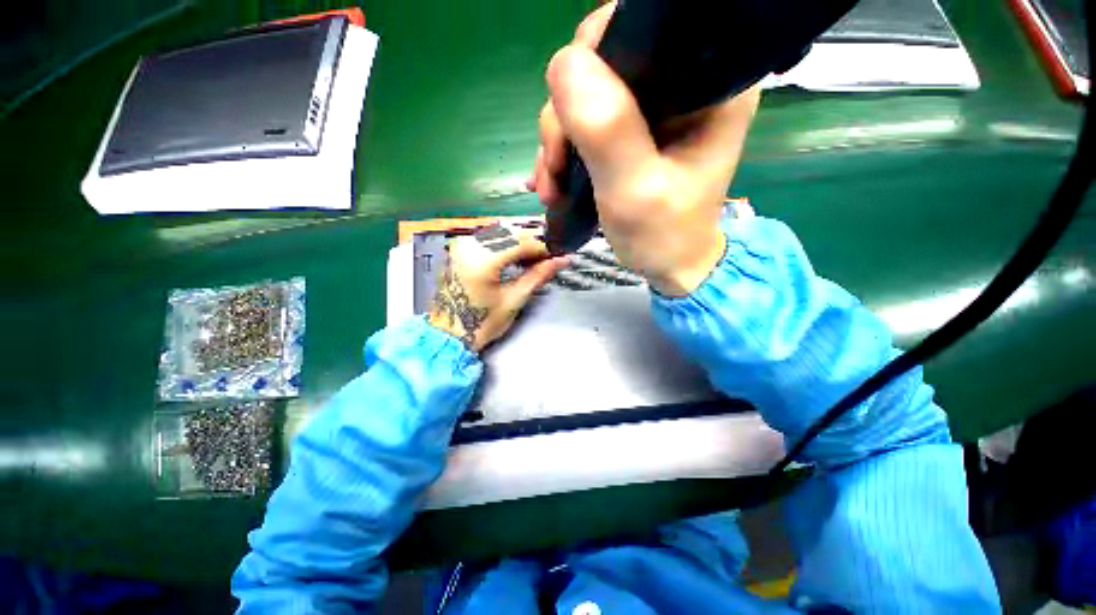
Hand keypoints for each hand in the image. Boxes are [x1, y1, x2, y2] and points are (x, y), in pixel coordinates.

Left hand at [427, 227, 568, 352]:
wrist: (448, 333)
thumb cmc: (481, 323)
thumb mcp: (513, 300)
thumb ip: (537, 276)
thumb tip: (560, 261)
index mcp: (482, 260)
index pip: (521, 242)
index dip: (543, 247)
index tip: (558, 255)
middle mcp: (469, 245)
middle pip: (511, 232)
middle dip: (533, 243)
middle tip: (548, 258)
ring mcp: (462, 245)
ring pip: (500, 231)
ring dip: (520, 242)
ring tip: (534, 259)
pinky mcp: (460, 248)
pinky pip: (489, 237)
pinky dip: (506, 243)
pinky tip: (516, 256)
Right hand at [527, 2, 760, 295]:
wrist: (668, 265)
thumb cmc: (663, 236)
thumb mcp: (635, 191)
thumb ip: (607, 131)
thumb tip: (564, 64)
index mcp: (707, 85)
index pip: (641, 28)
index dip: (593, 59)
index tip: (568, 117)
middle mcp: (682, 84)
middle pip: (604, 63)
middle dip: (566, 117)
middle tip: (556, 171)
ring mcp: (654, 108)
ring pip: (586, 96)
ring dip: (557, 141)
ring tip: (552, 187)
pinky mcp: (633, 130)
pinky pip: (585, 121)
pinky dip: (562, 151)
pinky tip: (554, 181)